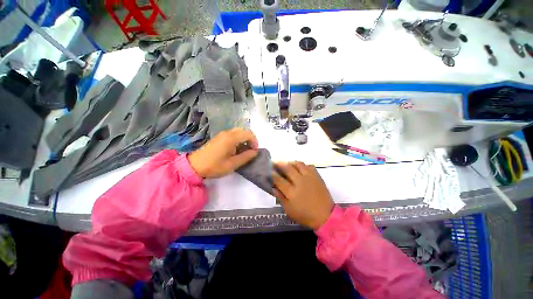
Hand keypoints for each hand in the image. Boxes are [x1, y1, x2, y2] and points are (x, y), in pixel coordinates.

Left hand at [188, 128, 257, 177]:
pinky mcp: (219, 137)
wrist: (195, 166)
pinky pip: (232, 134)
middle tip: (250, 150)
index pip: (249, 134)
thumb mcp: (233, 164)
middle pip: (244, 131)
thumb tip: (255, 152)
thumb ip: (246, 157)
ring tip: (243, 151)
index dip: (255, 142)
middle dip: (250, 140)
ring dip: (244, 139)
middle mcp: (227, 133)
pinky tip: (235, 149)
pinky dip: (238, 140)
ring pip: (238, 132)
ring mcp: (222, 134)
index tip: (254, 151)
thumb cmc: (215, 166)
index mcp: (231, 138)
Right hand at [272, 162, 333, 229]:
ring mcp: (309, 177)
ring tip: (287, 163)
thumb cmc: (305, 215)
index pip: (279, 180)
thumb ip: (280, 198)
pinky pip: (309, 166)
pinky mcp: (317, 176)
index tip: (269, 171)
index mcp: (292, 192)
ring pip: (298, 164)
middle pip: (288, 168)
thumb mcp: (289, 210)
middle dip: (279, 164)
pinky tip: (300, 167)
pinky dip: (303, 165)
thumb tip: (274, 188)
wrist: (325, 215)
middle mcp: (300, 182)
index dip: (273, 174)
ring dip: (291, 162)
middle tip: (275, 162)